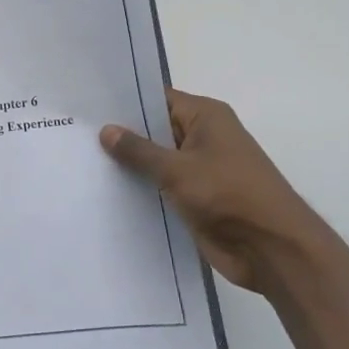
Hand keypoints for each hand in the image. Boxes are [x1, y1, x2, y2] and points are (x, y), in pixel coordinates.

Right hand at [100, 89, 333, 297]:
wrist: (272, 249)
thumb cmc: (229, 196)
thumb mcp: (178, 169)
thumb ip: (139, 150)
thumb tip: (106, 130)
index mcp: (206, 117)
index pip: (157, 99)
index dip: (125, 102)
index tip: (88, 105)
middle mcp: (203, 137)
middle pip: (154, 129)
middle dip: (121, 134)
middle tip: (75, 133)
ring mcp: (200, 170)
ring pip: (156, 160)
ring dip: (129, 165)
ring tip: (81, 160)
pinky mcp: (196, 198)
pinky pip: (161, 186)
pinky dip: (140, 188)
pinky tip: (104, 191)